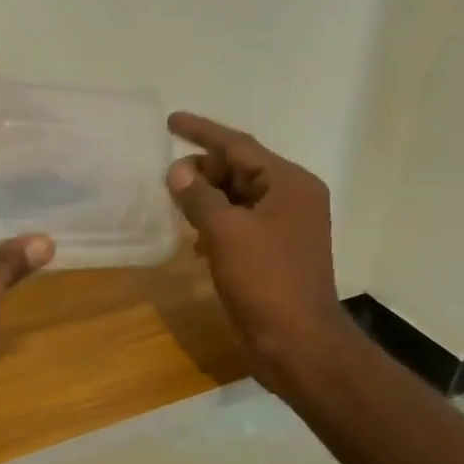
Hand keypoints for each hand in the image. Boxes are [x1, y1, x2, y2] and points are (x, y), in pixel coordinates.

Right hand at [165, 112, 353, 387]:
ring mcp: (283, 228)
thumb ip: (199, 195)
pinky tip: (194, 240)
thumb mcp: (225, 232)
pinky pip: (238, 224)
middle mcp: (291, 199)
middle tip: (166, 178)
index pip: (240, 146)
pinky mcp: (272, 254)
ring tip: (174, 204)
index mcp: (290, 184)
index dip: (202, 132)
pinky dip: (214, 224)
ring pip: (236, 198)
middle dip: (202, 170)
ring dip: (205, 198)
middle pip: (239, 170)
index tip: (170, 121)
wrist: (296, 342)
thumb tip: (178, 170)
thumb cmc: (265, 280)